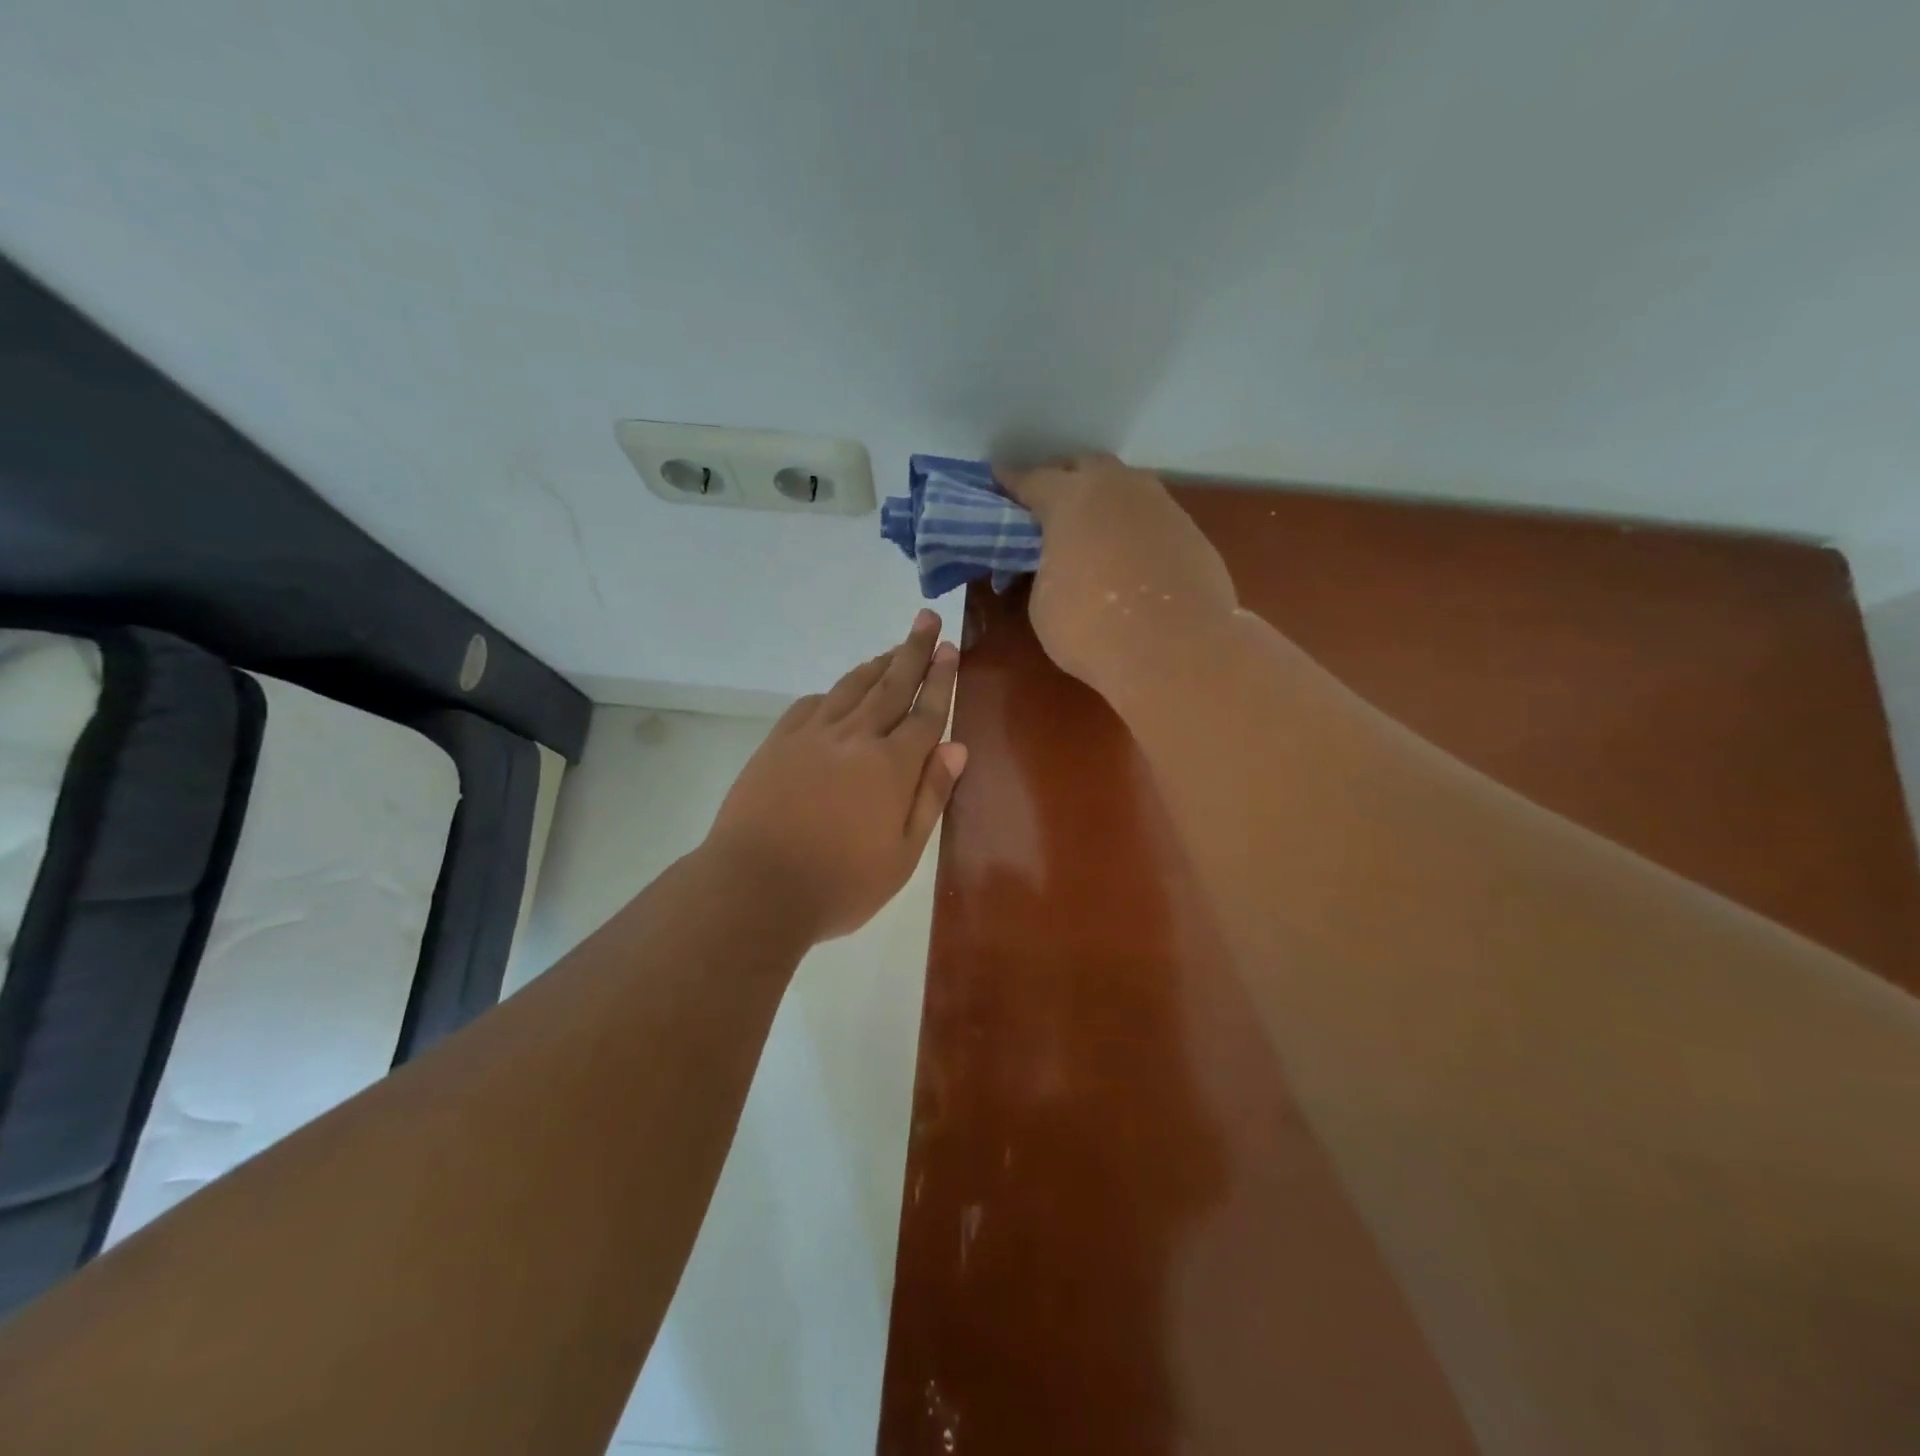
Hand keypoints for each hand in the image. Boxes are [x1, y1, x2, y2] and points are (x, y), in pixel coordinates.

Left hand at [706, 611, 966, 941]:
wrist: (755, 887)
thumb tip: (956, 748)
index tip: (949, 647)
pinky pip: (812, 704)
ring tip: (893, 647)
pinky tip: (839, 691)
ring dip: (877, 664)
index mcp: (891, 766)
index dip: (940, 679)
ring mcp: (812, 736)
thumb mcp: (901, 855)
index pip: (925, 713)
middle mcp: (855, 738)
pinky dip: (833, 691)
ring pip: (852, 688)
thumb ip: (930, 797)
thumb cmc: (839, 884)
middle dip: (913, 651)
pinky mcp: (779, 743)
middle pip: (891, 686)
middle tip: (927, 618)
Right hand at [996, 453, 1237, 692]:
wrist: (1176, 651)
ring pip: (1125, 488)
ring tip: (1093, 532)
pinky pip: (1152, 519)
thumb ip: (1047, 569)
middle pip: (1085, 466)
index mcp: (1070, 499)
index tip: (999, 480)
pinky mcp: (1192, 532)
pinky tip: (1130, 559)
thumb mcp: (1044, 602)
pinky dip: (1135, 530)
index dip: (1012, 482)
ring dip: (1105, 502)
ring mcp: (1161, 506)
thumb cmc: (1092, 628)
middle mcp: (1118, 488)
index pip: (1032, 479)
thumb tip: (1061, 564)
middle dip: (1064, 479)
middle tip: (1049, 505)